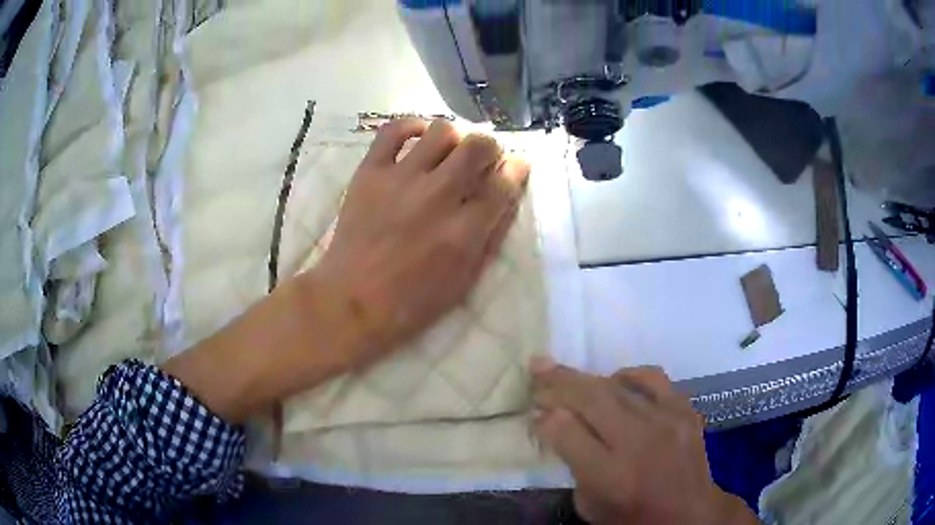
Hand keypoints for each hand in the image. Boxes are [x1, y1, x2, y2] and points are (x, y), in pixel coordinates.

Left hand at [312, 118, 529, 366]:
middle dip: (490, 147)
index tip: (517, 164)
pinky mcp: (370, 173)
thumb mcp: (464, 281)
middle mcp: (437, 197)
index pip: (503, 184)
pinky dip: (411, 126)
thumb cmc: (412, 301)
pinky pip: (393, 131)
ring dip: (455, 137)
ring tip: (450, 151)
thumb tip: (507, 197)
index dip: (517, 169)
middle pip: (478, 147)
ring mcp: (400, 180)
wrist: (352, 301)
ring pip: (441, 131)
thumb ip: (490, 238)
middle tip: (483, 157)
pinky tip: (419, 137)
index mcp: (463, 232)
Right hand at [531, 360, 757, 524]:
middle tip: (537, 367)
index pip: (566, 432)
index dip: (544, 417)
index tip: (534, 412)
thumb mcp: (589, 504)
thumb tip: (554, 421)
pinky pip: (654, 378)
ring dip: (587, 377)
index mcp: (610, 475)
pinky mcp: (685, 410)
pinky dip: (630, 374)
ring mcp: (667, 421)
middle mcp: (639, 442)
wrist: (688, 513)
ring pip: (618, 385)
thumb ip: (571, 463)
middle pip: (591, 399)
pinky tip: (617, 380)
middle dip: (558, 382)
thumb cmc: (631, 516)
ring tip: (568, 373)